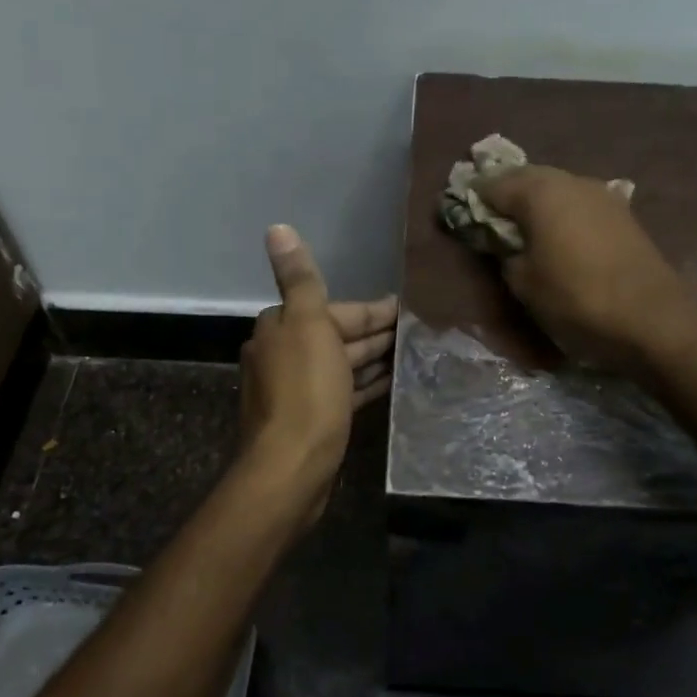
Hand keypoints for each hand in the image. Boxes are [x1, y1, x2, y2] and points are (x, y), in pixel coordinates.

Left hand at [237, 225, 396, 516]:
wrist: (291, 468)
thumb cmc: (305, 392)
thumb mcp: (307, 325)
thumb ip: (299, 278)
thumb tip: (276, 228)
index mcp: (281, 328)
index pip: (333, 309)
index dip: (372, 310)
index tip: (408, 309)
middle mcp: (284, 355)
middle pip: (337, 335)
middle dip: (375, 333)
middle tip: (420, 332)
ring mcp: (297, 390)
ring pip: (342, 365)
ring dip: (374, 358)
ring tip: (413, 355)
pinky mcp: (313, 420)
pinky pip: (344, 392)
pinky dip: (366, 384)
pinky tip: (392, 383)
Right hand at [477, 165, 696, 374]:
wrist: (653, 319)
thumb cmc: (576, 299)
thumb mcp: (524, 283)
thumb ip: (505, 254)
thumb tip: (506, 243)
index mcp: (540, 192)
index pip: (492, 186)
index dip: (472, 201)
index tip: (459, 217)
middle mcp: (571, 181)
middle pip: (526, 178)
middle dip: (506, 195)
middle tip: (489, 221)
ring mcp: (601, 194)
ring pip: (556, 188)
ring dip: (536, 203)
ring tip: (523, 230)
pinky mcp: (622, 213)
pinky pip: (578, 203)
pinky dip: (562, 213)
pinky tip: (558, 236)